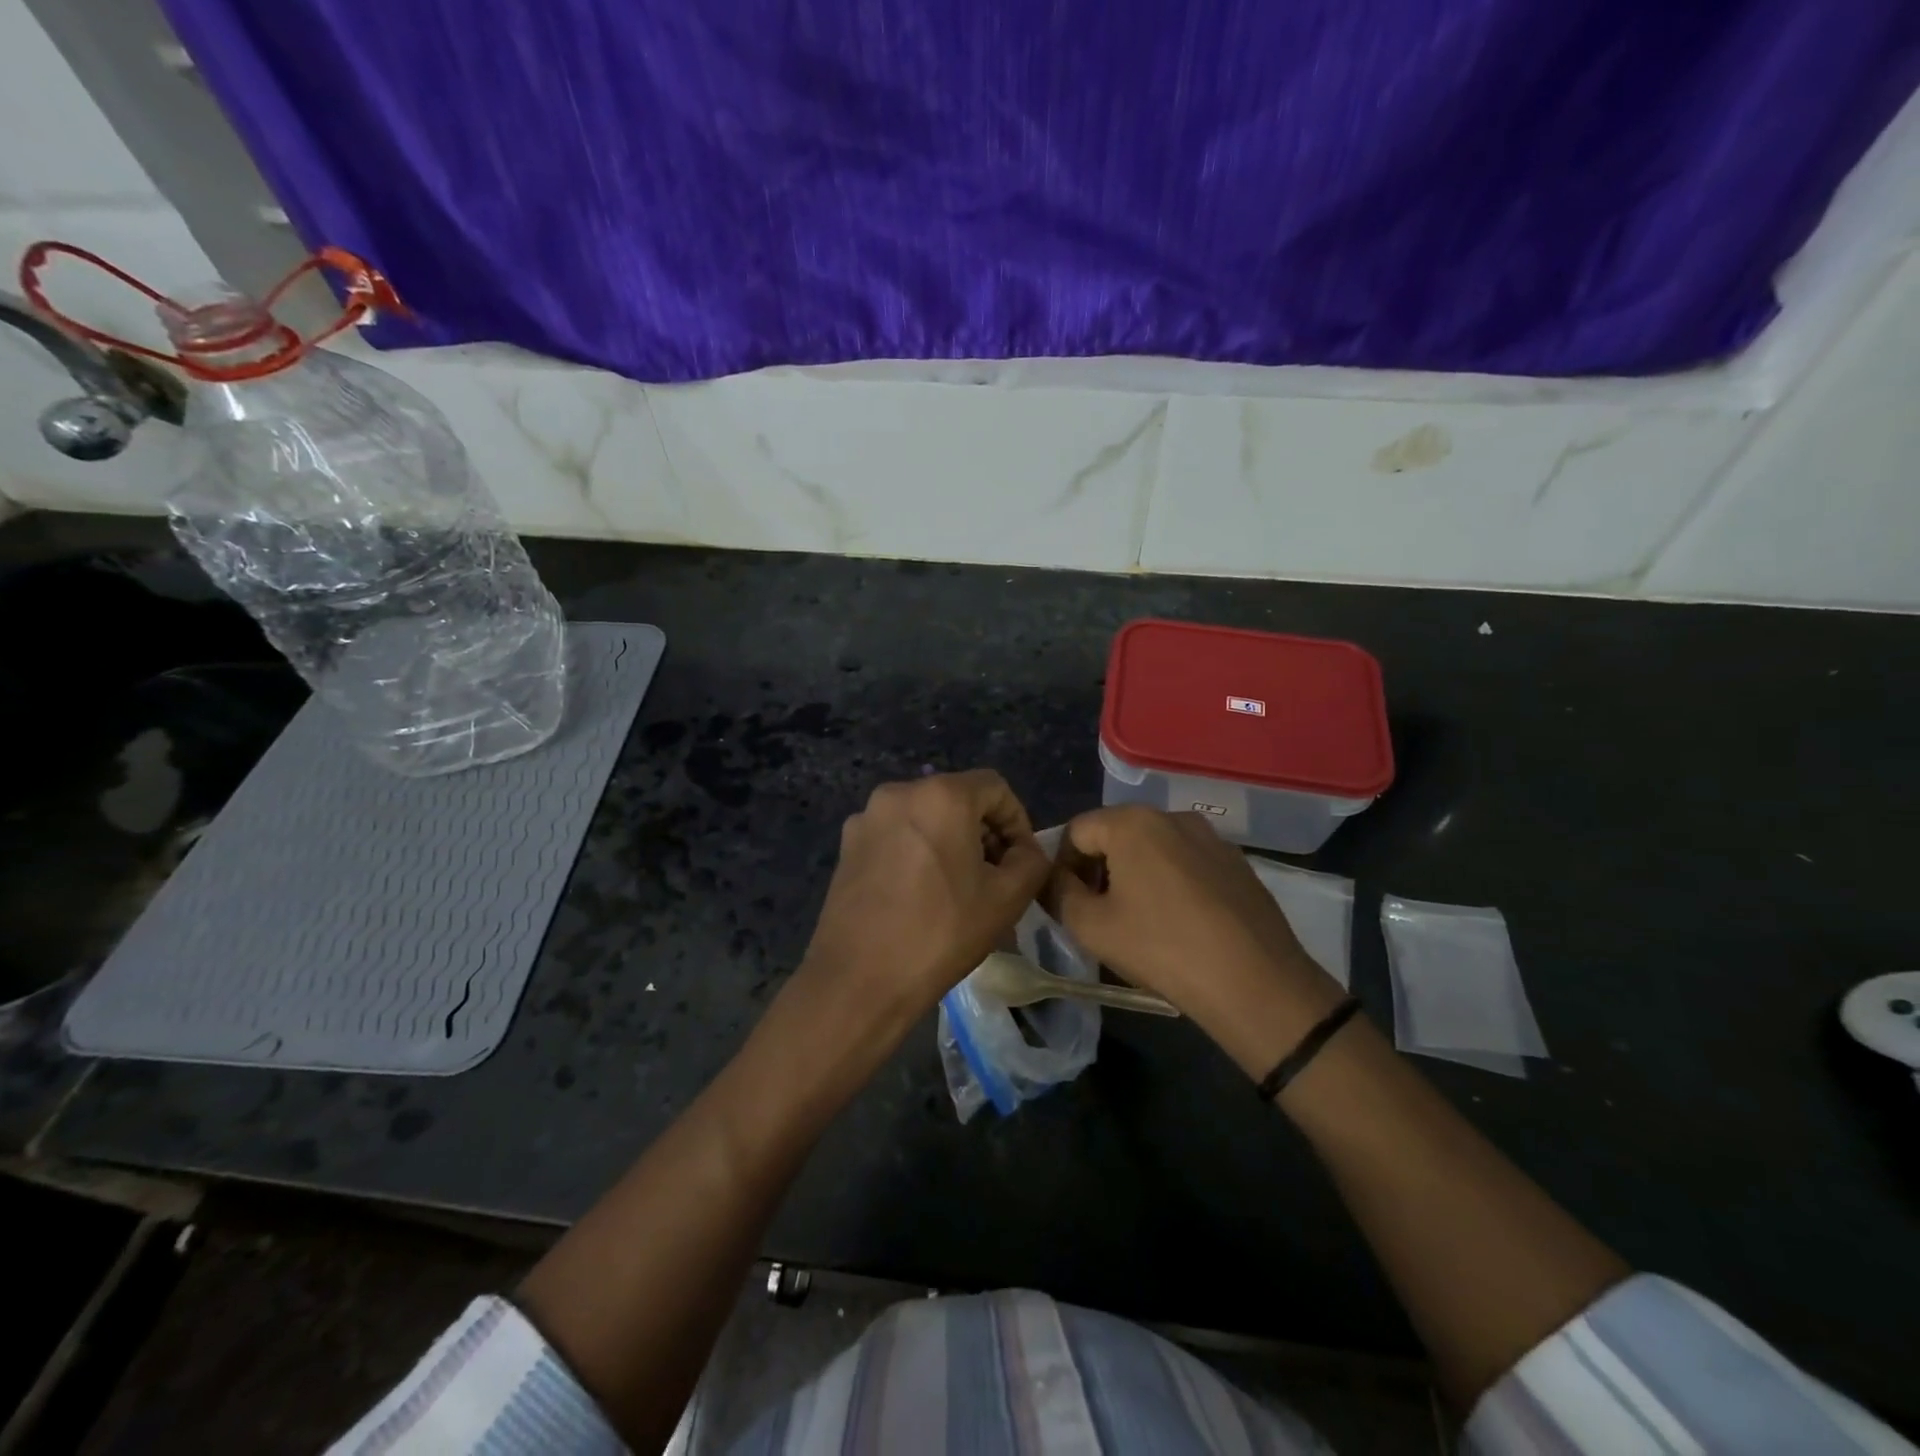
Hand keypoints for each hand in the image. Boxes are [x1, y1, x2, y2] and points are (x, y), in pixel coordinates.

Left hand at [797, 769, 1051, 1038]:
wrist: (859, 979)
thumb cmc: (941, 933)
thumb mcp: (1008, 899)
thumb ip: (1031, 860)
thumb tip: (1024, 850)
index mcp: (940, 795)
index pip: (995, 787)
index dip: (1017, 821)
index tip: (1020, 861)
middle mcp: (899, 793)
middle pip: (957, 798)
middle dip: (982, 831)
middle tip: (994, 876)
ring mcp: (866, 817)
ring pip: (924, 817)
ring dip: (949, 842)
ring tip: (957, 888)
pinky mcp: (847, 844)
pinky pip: (895, 835)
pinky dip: (916, 852)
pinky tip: (919, 894)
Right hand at [1046, 807, 1345, 1065]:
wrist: (1254, 982)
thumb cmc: (1161, 948)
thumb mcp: (1090, 926)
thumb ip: (1059, 892)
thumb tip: (1055, 878)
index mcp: (1132, 822)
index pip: (1076, 831)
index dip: (1062, 865)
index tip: (1067, 903)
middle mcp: (1172, 816)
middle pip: (1116, 833)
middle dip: (1099, 868)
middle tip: (1099, 913)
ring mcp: (1211, 838)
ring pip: (1154, 847)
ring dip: (1136, 874)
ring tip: (1140, 920)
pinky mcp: (1237, 863)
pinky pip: (1187, 862)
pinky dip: (1172, 882)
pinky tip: (1180, 923)